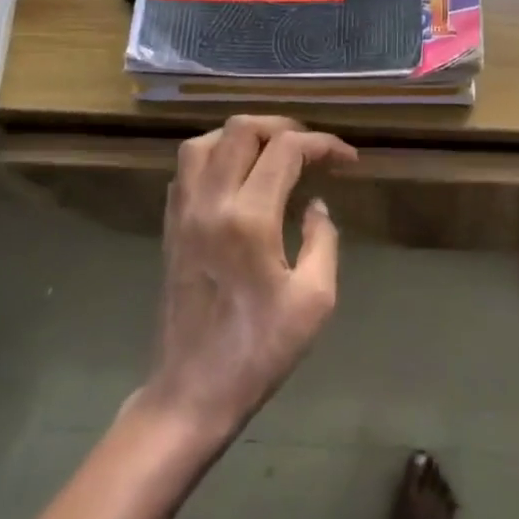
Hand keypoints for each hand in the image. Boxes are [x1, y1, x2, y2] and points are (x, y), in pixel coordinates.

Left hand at [142, 116, 357, 444]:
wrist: (193, 390)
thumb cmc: (260, 350)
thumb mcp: (315, 299)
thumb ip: (323, 240)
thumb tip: (316, 206)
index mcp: (248, 218)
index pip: (286, 151)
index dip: (323, 145)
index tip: (348, 160)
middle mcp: (209, 202)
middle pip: (241, 130)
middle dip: (284, 128)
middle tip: (313, 149)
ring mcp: (182, 213)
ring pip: (204, 143)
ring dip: (243, 137)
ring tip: (274, 154)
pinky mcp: (169, 227)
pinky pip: (187, 170)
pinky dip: (216, 157)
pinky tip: (239, 179)